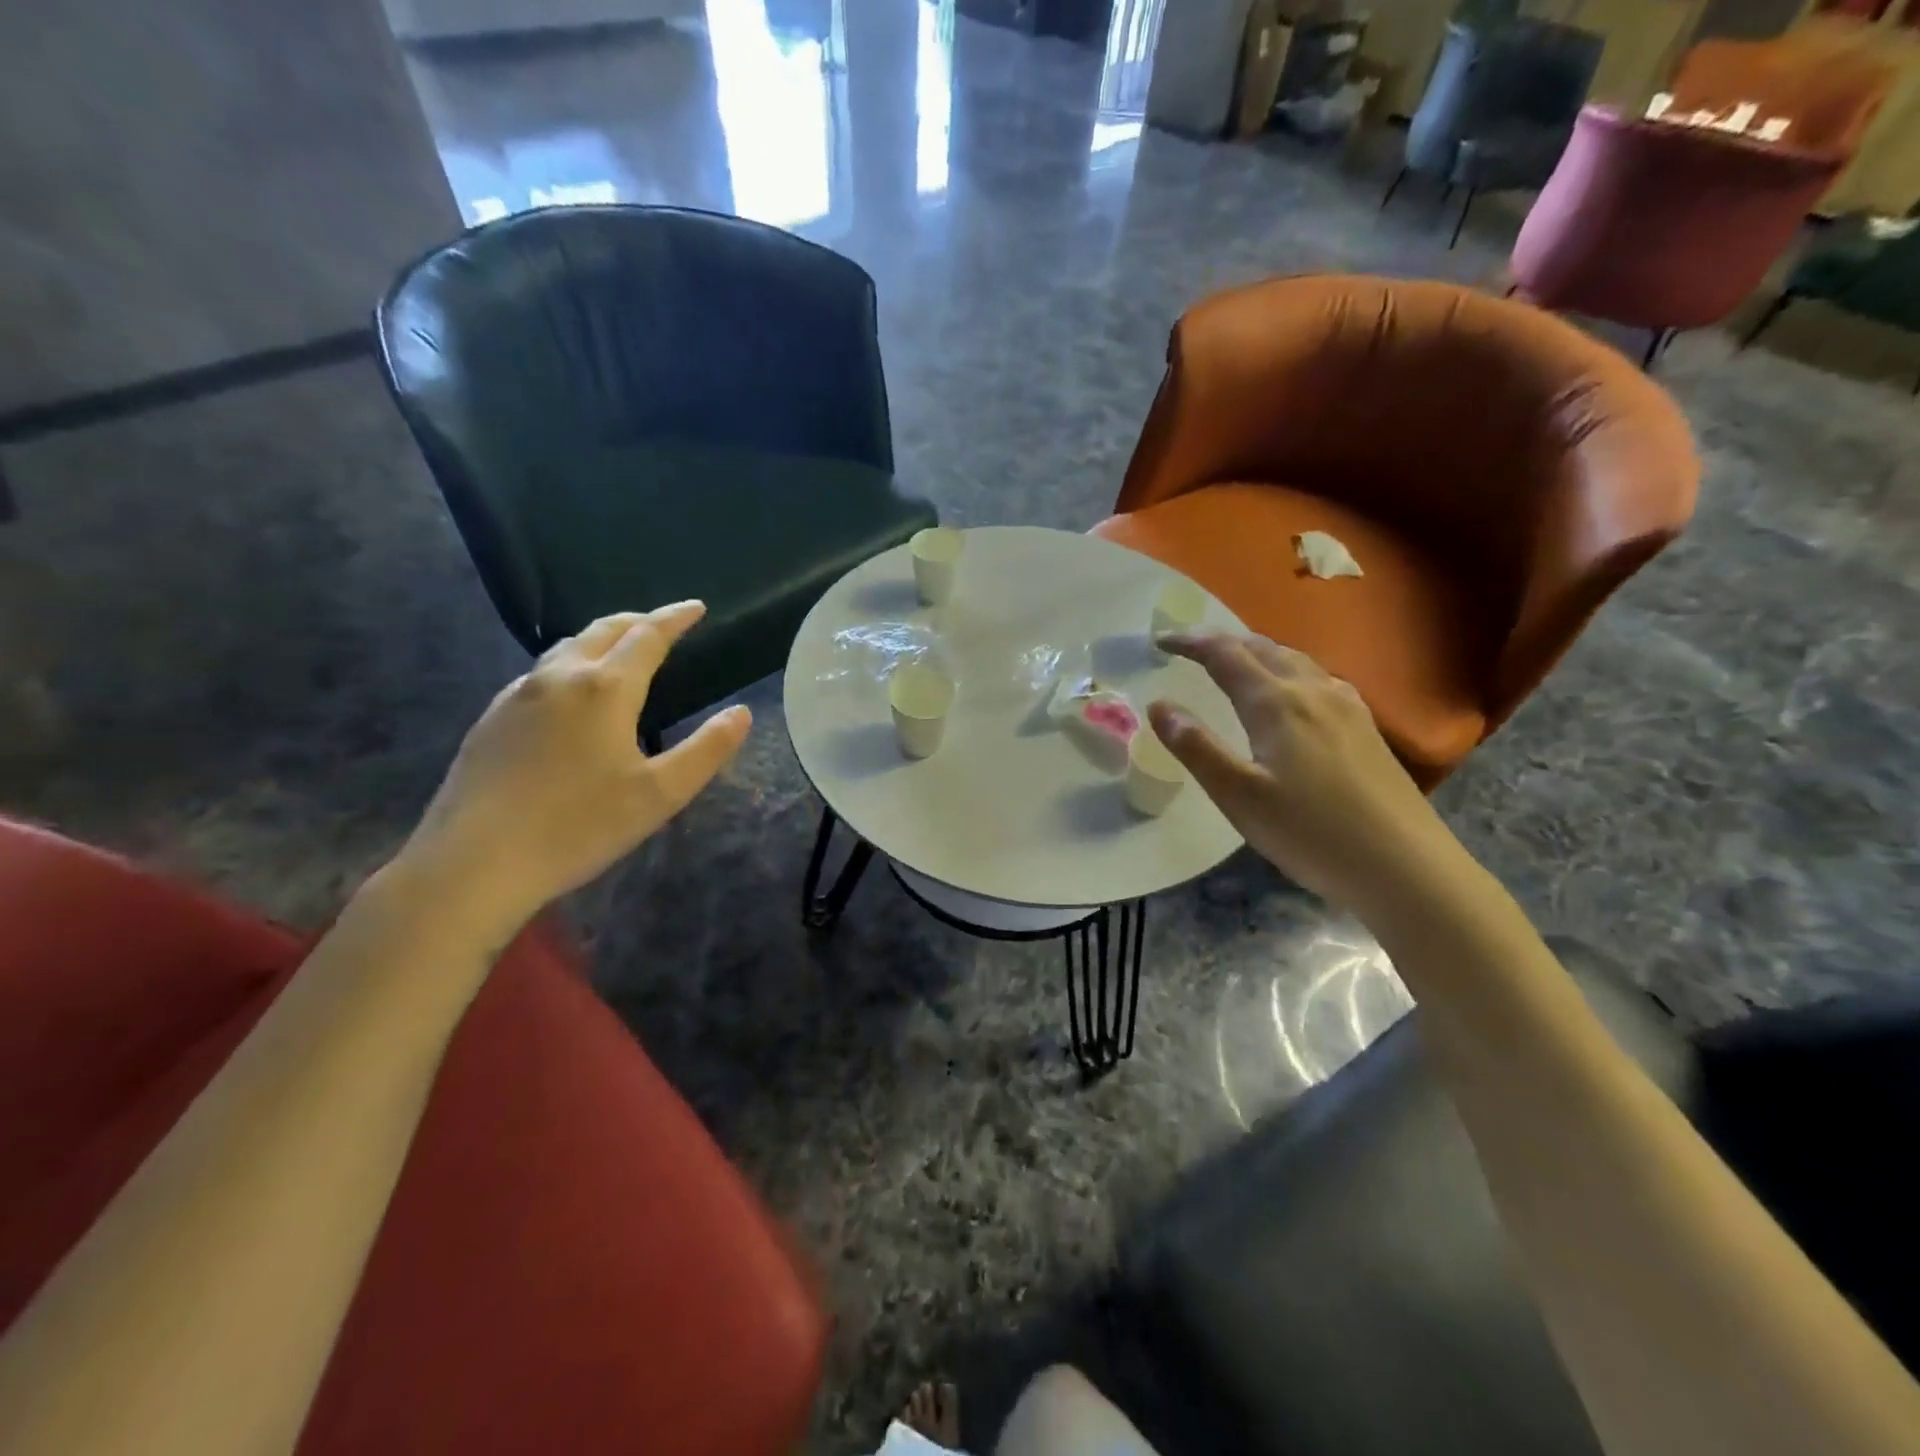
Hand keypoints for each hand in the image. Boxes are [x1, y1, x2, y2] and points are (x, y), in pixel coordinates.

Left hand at [398, 602, 749, 935]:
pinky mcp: (491, 720)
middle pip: (603, 631)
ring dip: (601, 639)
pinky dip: (571, 665)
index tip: (696, 608)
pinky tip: (571, 695)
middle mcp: (559, 678)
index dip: (675, 619)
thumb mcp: (661, 794)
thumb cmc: (579, 826)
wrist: (475, 862)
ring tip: (621, 650)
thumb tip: (740, 713)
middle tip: (663, 623)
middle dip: (638, 620)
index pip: (648, 637)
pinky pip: (540, 674)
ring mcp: (517, 696)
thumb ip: (707, 750)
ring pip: (567, 649)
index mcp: (605, 689)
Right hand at [1147, 634, 1451, 916]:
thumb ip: (1195, 747)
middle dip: (1222, 642)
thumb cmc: (1310, 832)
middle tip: (1191, 648)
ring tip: (1235, 662)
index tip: (1161, 641)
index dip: (1190, 642)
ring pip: (1295, 660)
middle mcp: (1313, 691)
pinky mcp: (1366, 728)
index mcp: (1276, 703)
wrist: (1404, 866)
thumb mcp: (1237, 795)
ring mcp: (1347, 707)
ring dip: (1257, 652)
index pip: (1225, 654)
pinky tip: (1292, 692)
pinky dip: (1289, 670)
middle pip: (1263, 648)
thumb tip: (1159, 705)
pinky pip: (1318, 678)